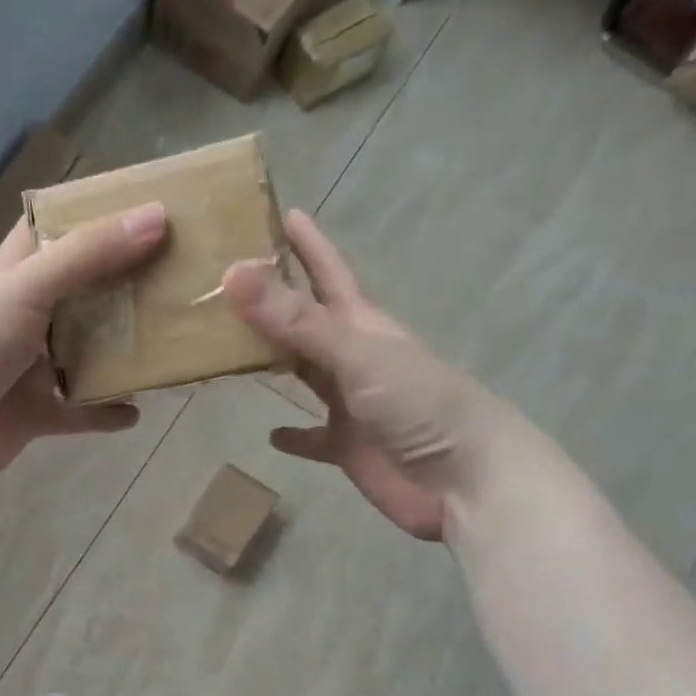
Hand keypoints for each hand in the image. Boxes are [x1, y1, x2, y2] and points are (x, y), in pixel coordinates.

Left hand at [0, 202, 166, 487]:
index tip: (145, 208)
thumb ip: (89, 255)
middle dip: (123, 287)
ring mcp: (26, 369)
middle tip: (178, 278)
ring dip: (120, 353)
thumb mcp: (28, 287)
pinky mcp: (31, 414)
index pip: (52, 230)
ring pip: (84, 355)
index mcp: (14, 275)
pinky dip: (103, 412)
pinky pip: (77, 412)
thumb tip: (156, 217)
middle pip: (80, 294)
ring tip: (168, 344)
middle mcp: (22, 316)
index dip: (92, 216)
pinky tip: (135, 411)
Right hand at [223, 211, 497, 541]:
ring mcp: (351, 404)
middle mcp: (354, 358)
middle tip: (227, 283)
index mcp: (363, 325)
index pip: (328, 273)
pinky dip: (293, 435)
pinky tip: (270, 435)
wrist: (468, 482)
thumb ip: (296, 320)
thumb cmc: (421, 405)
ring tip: (229, 349)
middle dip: (273, 301)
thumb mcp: (357, 353)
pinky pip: (313, 437)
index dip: (306, 244)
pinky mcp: (348, 447)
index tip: (278, 212)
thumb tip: (232, 274)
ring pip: (303, 374)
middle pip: (306, 321)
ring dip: (273, 362)